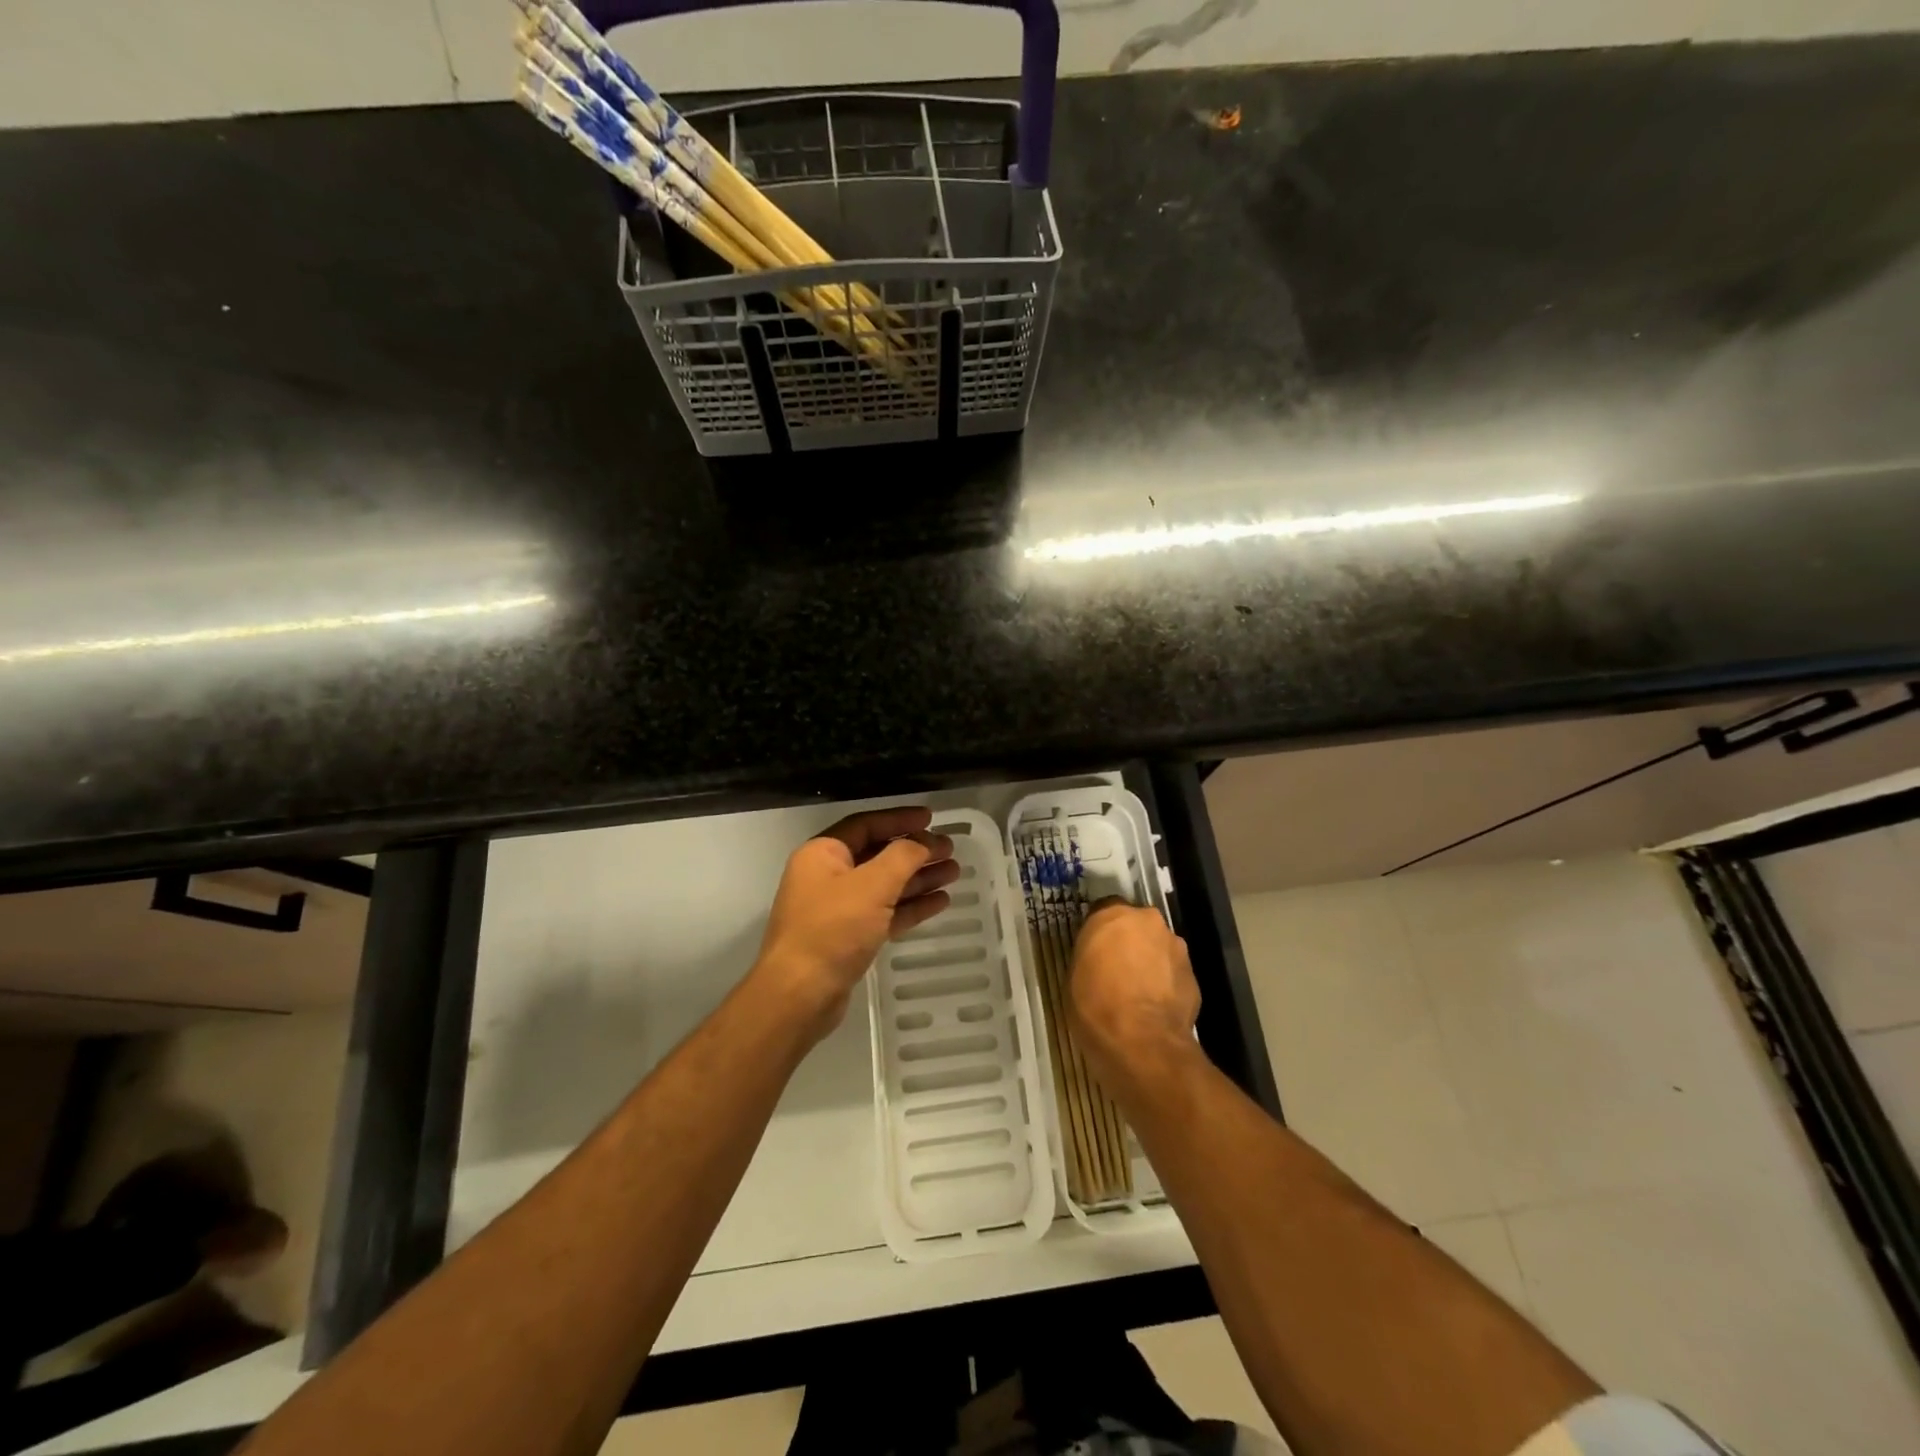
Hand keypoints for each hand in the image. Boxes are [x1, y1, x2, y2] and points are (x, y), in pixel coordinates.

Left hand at [753, 806, 958, 1042]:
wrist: (800, 995)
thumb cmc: (832, 930)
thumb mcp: (871, 885)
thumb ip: (902, 857)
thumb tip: (923, 842)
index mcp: (823, 854)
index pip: (866, 825)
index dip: (899, 820)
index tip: (931, 819)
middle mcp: (828, 877)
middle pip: (878, 855)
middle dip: (915, 851)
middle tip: (950, 849)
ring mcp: (838, 910)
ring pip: (885, 886)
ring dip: (918, 878)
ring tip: (954, 872)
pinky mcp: (849, 939)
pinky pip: (885, 913)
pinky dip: (910, 906)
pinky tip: (940, 902)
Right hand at [1069, 900, 1200, 1088]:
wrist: (1142, 1042)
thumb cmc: (1095, 1005)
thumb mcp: (1075, 975)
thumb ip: (1091, 955)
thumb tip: (1099, 960)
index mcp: (1113, 915)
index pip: (1104, 910)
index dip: (1100, 931)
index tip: (1094, 950)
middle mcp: (1148, 922)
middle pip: (1136, 926)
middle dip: (1129, 942)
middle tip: (1117, 969)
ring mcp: (1175, 947)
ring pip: (1158, 948)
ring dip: (1150, 962)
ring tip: (1138, 993)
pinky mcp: (1194, 975)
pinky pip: (1173, 973)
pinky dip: (1165, 984)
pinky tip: (1155, 1008)